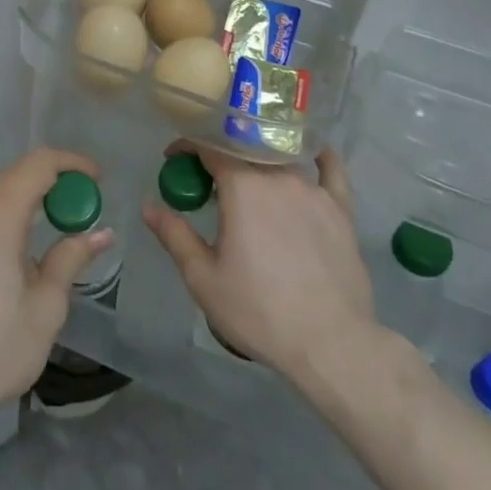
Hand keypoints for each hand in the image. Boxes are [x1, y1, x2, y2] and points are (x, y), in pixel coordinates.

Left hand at [0, 147, 110, 425]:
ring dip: (23, 204)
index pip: (39, 163)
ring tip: (48, 235)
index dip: (72, 163)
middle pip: (14, 177)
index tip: (97, 180)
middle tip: (79, 210)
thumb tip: (100, 233)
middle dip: (51, 184)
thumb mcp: (45, 307)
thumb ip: (71, 259)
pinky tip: (9, 260)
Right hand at [142, 146, 377, 383]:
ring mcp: (314, 191)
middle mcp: (279, 177)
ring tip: (249, 180)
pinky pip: (331, 171)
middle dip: (220, 156)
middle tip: (207, 180)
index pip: (210, 147)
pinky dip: (319, 159)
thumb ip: (175, 235)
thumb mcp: (203, 277)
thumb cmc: (258, 310)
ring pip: (281, 160)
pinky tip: (315, 155)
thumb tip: (149, 206)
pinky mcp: (341, 210)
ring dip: (259, 163)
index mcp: (243, 187)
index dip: (188, 147)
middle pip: (245, 151)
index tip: (174, 160)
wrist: (329, 342)